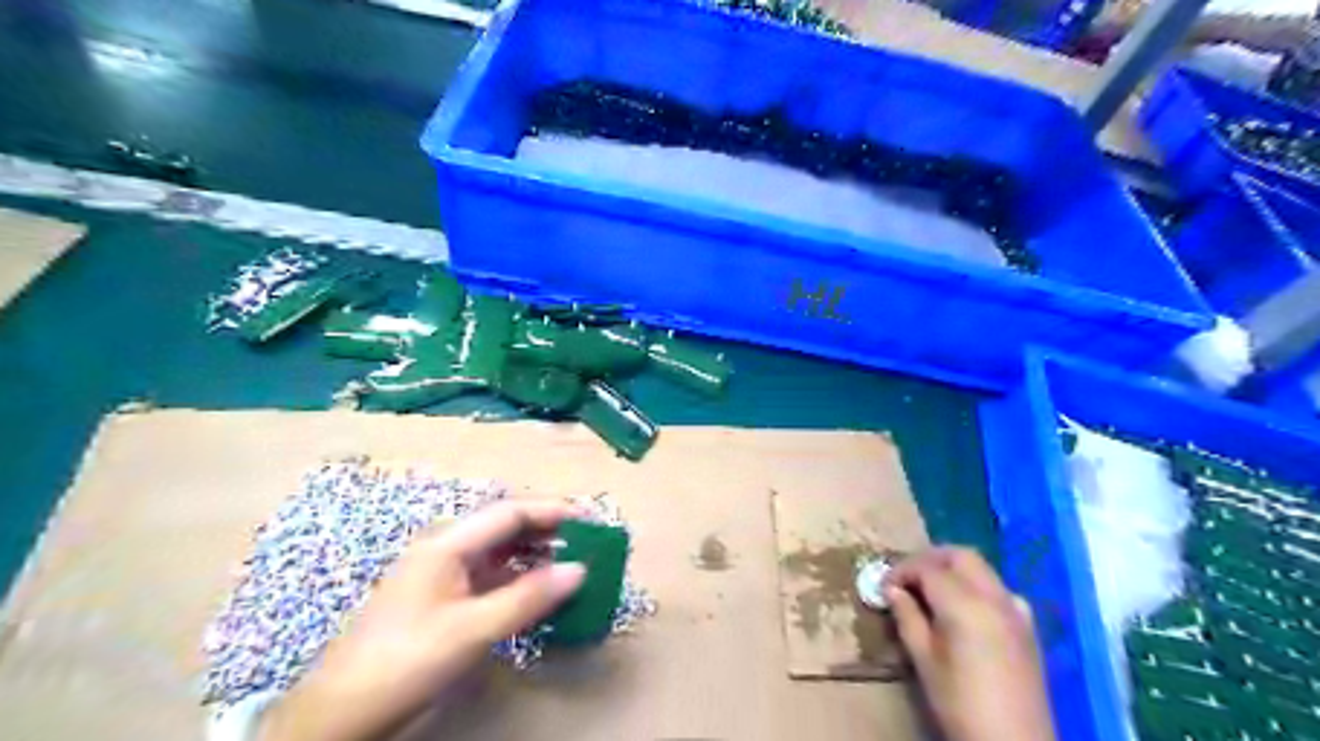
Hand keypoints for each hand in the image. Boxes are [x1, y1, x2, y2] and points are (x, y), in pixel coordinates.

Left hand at [260, 498, 583, 740]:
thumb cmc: (406, 660)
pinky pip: (493, 578)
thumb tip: (580, 570)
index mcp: (448, 542)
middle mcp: (447, 548)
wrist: (343, 713)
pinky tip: (541, 594)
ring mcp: (445, 574)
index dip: (553, 511)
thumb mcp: (472, 630)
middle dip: (549, 530)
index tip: (591, 521)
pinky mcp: (445, 599)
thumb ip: (528, 598)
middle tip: (588, 543)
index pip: (511, 512)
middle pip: (507, 526)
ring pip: (501, 552)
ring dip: (537, 556)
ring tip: (573, 566)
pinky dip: (521, 581)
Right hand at [880, 547, 1059, 740]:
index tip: (884, 584)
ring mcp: (1016, 610)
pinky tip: (967, 609)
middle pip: (960, 555)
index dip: (902, 570)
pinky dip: (978, 586)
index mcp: (964, 604)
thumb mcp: (923, 660)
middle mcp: (994, 596)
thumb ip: (907, 617)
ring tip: (931, 590)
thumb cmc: (959, 702)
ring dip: (954, 569)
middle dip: (930, 559)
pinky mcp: (1028, 627)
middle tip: (907, 577)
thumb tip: (892, 589)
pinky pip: (1000, 590)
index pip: (927, 568)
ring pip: (982, 569)